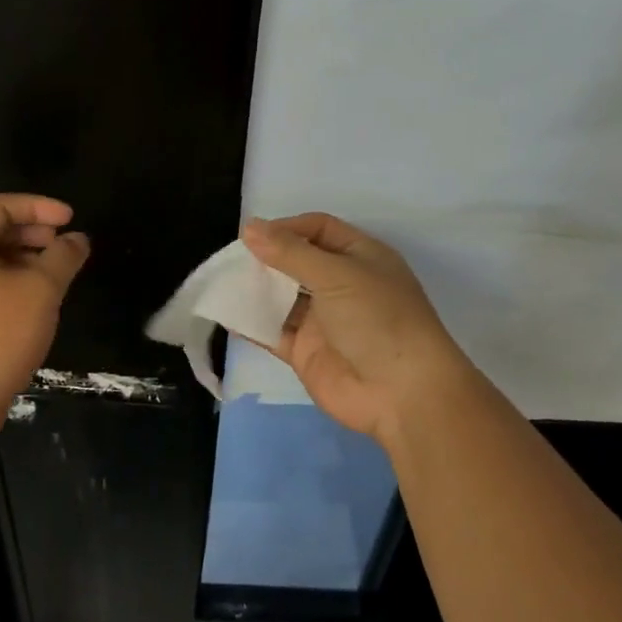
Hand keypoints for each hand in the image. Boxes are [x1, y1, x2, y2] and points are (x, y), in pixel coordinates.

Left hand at [0, 194, 89, 425]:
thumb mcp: (39, 290)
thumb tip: (77, 239)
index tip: (71, 218)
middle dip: (33, 232)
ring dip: (27, 260)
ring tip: (57, 274)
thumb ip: (63, 257)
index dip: (39, 206)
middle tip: (65, 245)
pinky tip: (38, 302)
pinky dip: (14, 283)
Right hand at [242, 213, 474, 444]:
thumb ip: (290, 252)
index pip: (319, 229)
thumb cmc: (378, 319)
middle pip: (296, 261)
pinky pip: (272, 331)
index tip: (252, 235)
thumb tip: (249, 228)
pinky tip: (224, 312)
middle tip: (231, 259)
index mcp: (360, 257)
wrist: (402, 394)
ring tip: (220, 281)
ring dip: (254, 289)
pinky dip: (250, 323)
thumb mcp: (337, 275)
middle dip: (266, 258)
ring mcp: (322, 320)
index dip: (287, 228)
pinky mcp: (305, 351)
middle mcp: (341, 285)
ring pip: (281, 296)